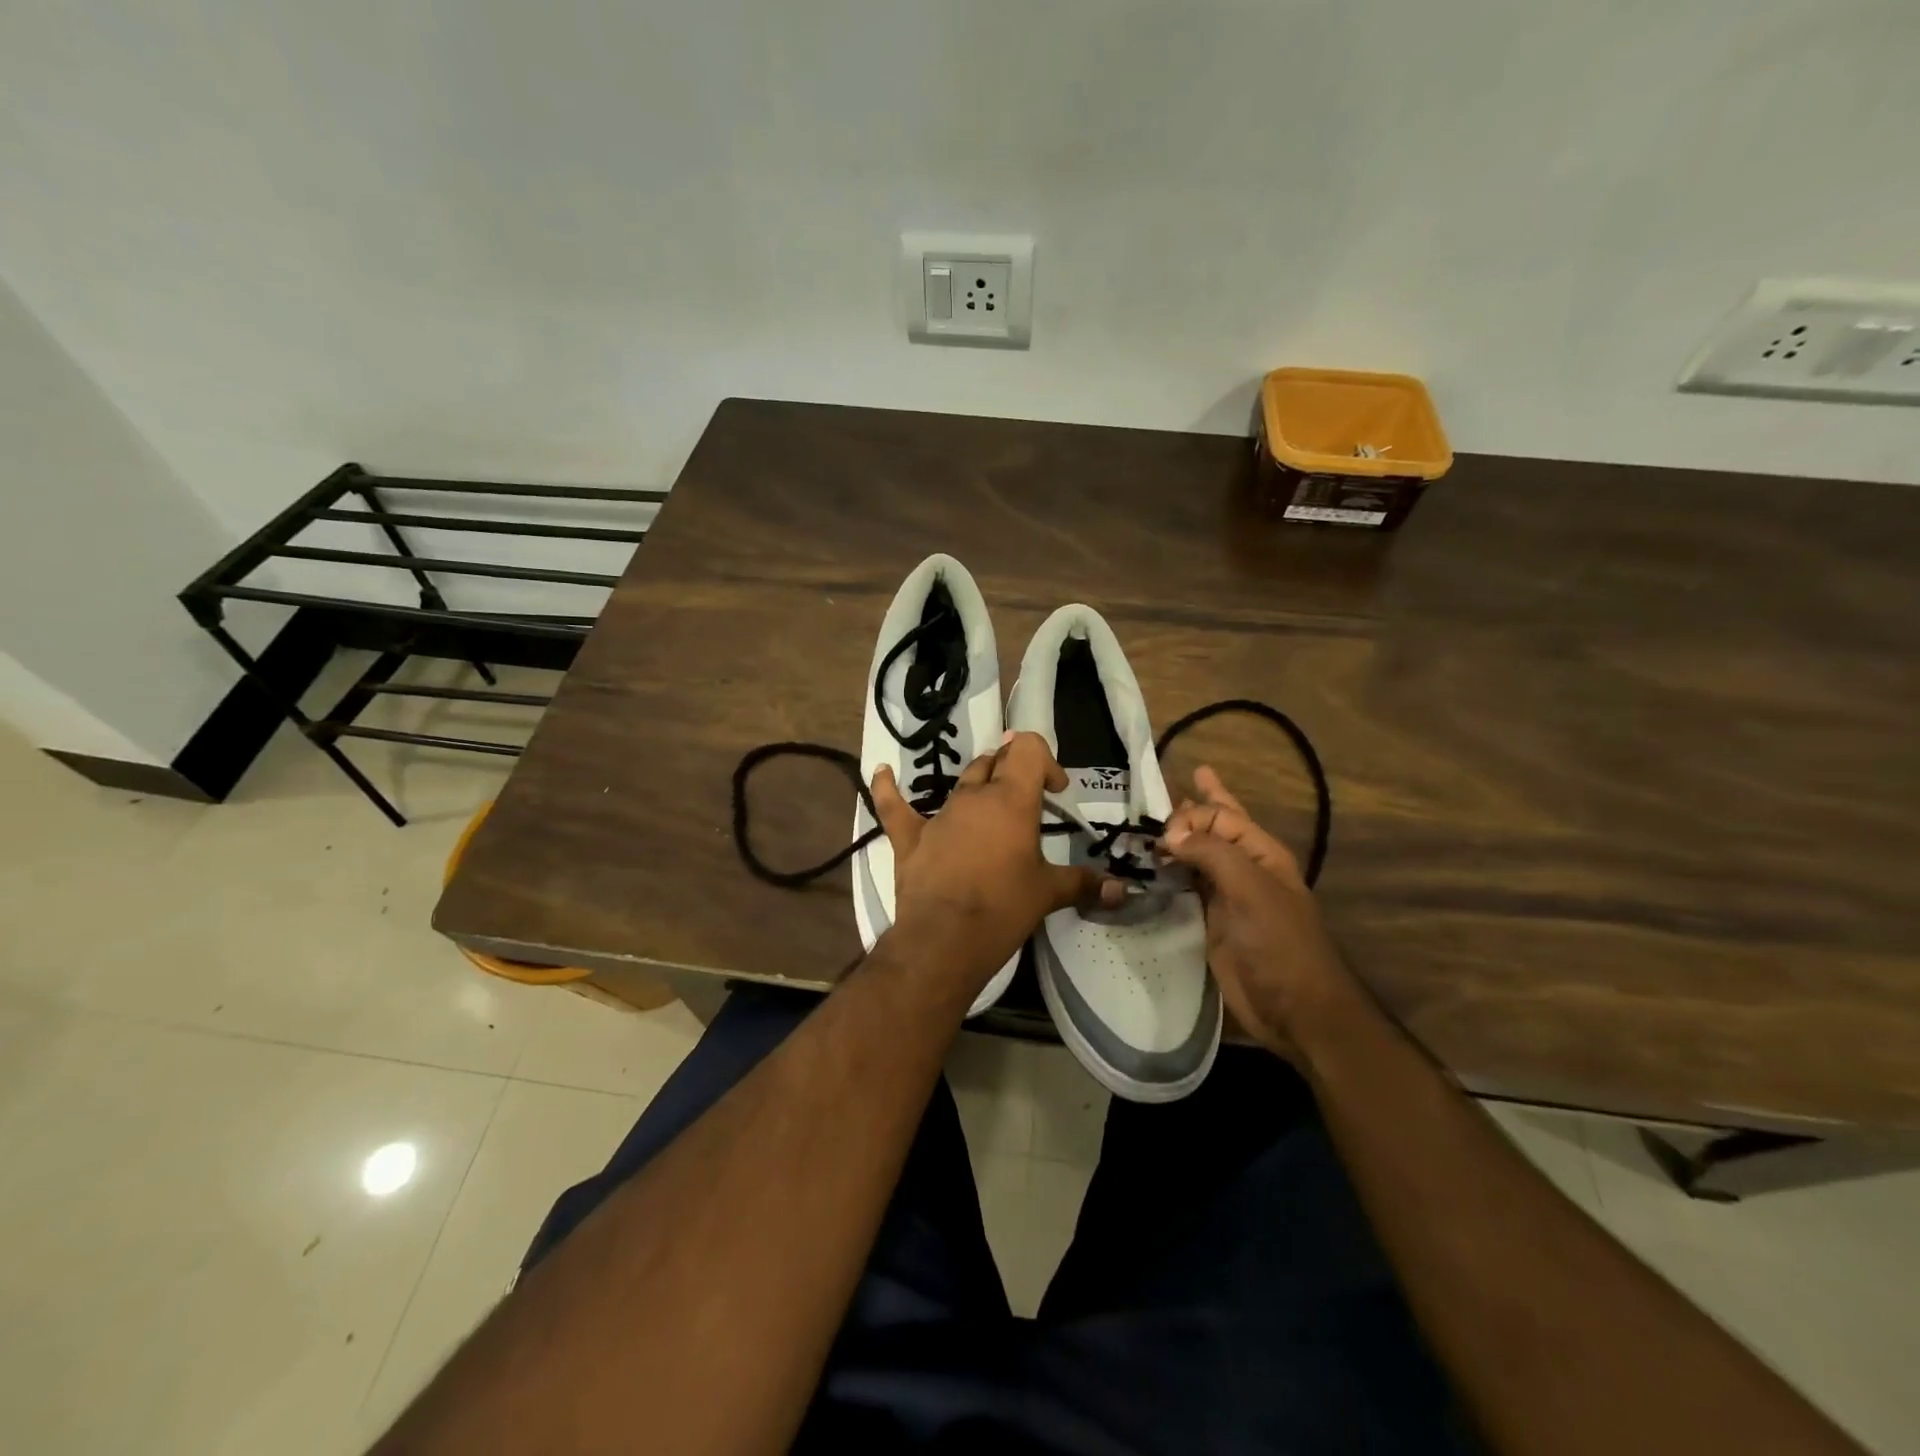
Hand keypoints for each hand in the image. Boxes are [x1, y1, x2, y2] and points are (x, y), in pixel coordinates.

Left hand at [872, 733, 1119, 986]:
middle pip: (995, 763)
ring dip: (977, 787)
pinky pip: (894, 807)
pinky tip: (881, 773)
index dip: (1044, 760)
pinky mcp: (910, 837)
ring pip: (961, 783)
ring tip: (989, 805)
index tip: (1055, 791)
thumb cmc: (1004, 908)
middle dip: (1013, 772)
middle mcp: (974, 797)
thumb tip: (1123, 892)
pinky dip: (888, 789)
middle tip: (1028, 801)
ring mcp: (939, 815)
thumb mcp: (1049, 893)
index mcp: (1012, 800)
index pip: (1028, 749)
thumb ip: (1085, 885)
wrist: (945, 939)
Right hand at [1159, 765, 1357, 1060]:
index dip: (1193, 813)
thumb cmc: (1279, 942)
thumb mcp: (1250, 889)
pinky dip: (1168, 874)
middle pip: (1212, 828)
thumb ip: (1212, 854)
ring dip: (1174, 841)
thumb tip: (1171, 834)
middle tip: (1158, 790)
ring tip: (1148, 824)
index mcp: (1261, 853)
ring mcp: (1226, 897)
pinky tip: (1151, 868)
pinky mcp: (1210, 923)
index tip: (1163, 831)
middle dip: (1190, 808)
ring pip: (1195, 857)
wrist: (1294, 1008)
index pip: (1222, 816)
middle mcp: (1242, 869)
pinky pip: (1185, 888)